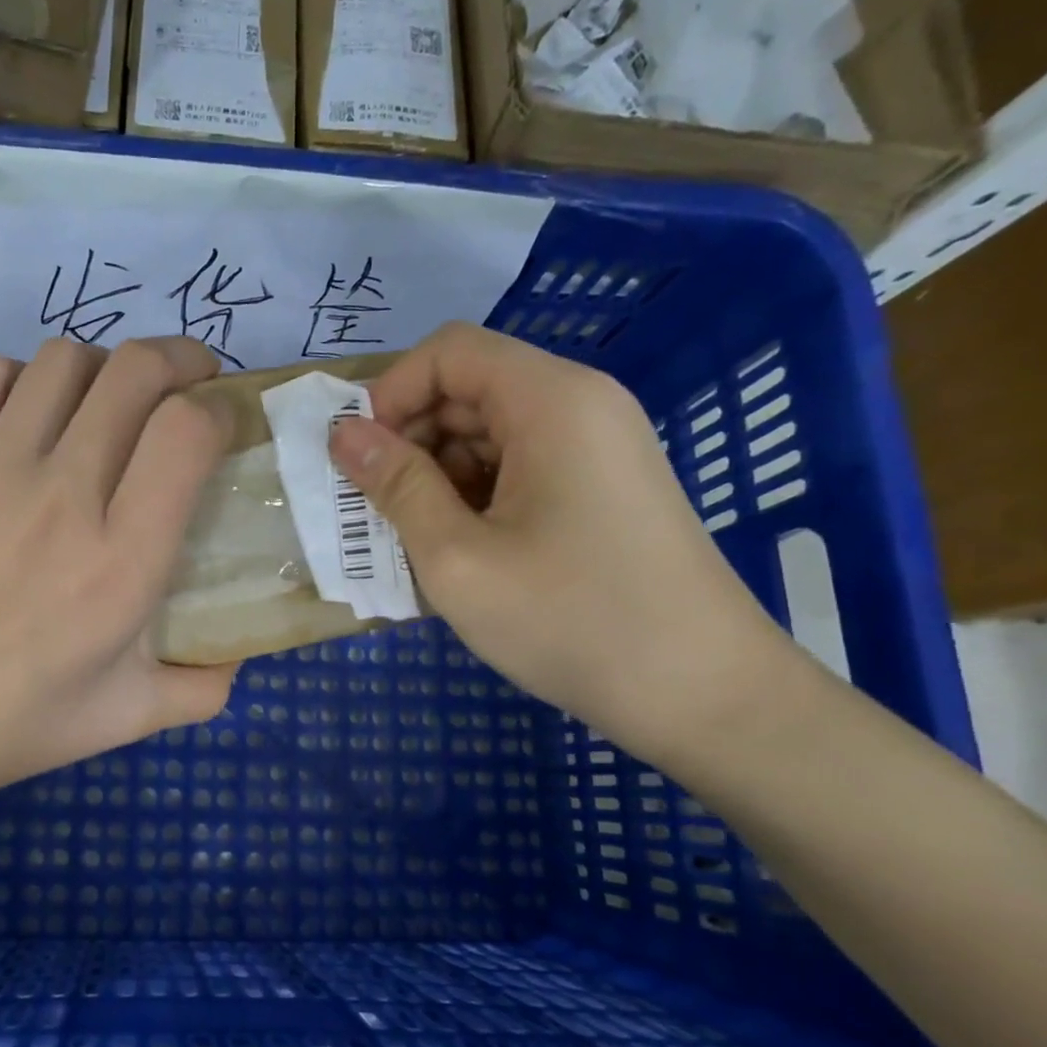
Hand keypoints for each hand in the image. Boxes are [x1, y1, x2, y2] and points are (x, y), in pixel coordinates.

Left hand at [0, 336, 238, 811]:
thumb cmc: (17, 722)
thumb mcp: (133, 717)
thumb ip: (206, 686)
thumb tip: (241, 649)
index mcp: (123, 560)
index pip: (186, 432)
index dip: (217, 409)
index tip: (222, 427)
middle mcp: (64, 495)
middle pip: (136, 371)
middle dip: (180, 360)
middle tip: (188, 385)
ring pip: (66, 358)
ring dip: (106, 368)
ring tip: (110, 402)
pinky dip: (26, 377)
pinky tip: (32, 416)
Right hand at [329, 323, 788, 761]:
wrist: (703, 694)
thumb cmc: (570, 621)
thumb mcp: (457, 559)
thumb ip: (395, 486)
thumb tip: (343, 434)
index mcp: (551, 401)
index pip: (448, 352)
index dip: (391, 394)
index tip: (360, 461)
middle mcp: (581, 406)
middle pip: (470, 389)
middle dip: (410, 440)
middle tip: (376, 511)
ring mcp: (599, 448)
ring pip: (491, 433)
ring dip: (438, 475)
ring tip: (414, 541)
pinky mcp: (603, 488)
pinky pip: (520, 468)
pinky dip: (476, 497)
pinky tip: (460, 552)